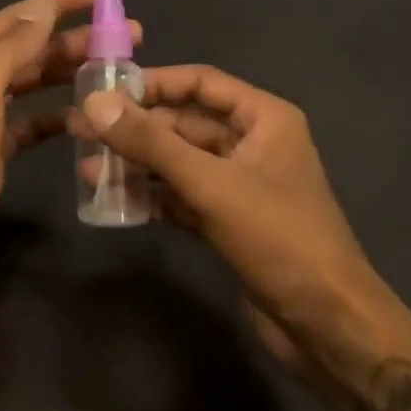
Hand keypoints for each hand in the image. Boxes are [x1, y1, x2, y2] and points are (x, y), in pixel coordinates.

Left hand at [0, 0, 137, 312]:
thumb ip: (9, 50)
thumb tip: (42, 8)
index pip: (19, 17)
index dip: (60, 0)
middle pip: (32, 48)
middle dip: (77, 37)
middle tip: (131, 37)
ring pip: (36, 83)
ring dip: (73, 72)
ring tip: (118, 71)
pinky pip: (35, 123)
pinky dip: (60, 116)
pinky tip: (88, 117)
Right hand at [78, 66, 389, 370]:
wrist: (328, 327)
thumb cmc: (278, 238)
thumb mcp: (210, 184)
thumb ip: (151, 143)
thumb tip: (94, 104)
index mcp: (263, 118)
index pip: (200, 82)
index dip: (153, 83)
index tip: (105, 91)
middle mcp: (252, 143)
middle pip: (184, 123)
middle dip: (136, 128)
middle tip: (81, 129)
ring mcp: (240, 184)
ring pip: (179, 162)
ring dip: (137, 164)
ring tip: (86, 167)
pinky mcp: (229, 222)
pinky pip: (182, 196)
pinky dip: (151, 196)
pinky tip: (112, 200)